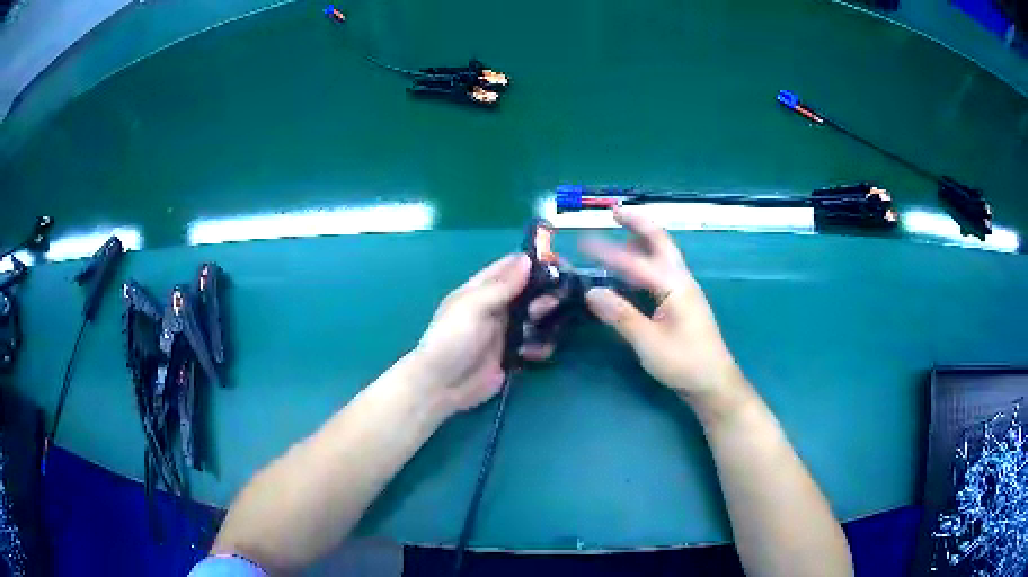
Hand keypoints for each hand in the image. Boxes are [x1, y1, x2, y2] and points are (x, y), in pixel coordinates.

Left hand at [409, 253, 557, 413]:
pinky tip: (538, 351)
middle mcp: (495, 308)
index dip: (533, 263)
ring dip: (546, 320)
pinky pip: (533, 345)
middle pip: (527, 292)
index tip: (560, 263)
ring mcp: (504, 332)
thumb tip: (526, 259)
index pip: (510, 268)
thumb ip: (501, 286)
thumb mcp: (473, 307)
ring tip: (551, 325)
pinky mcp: (511, 356)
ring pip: (534, 318)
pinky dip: (541, 346)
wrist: (441, 386)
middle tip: (558, 298)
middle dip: (544, 293)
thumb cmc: (452, 340)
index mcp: (480, 290)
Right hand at [582, 208, 745, 409]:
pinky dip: (645, 260)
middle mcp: (681, 280)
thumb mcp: (648, 343)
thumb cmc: (684, 363)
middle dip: (638, 224)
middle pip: (660, 242)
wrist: (714, 382)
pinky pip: (662, 271)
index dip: (608, 251)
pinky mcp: (682, 302)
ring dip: (643, 239)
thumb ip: (620, 315)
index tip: (582, 241)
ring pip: (663, 254)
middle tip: (616, 212)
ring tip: (621, 233)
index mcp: (674, 286)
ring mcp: (684, 290)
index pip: (636, 262)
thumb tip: (592, 292)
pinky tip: (633, 270)